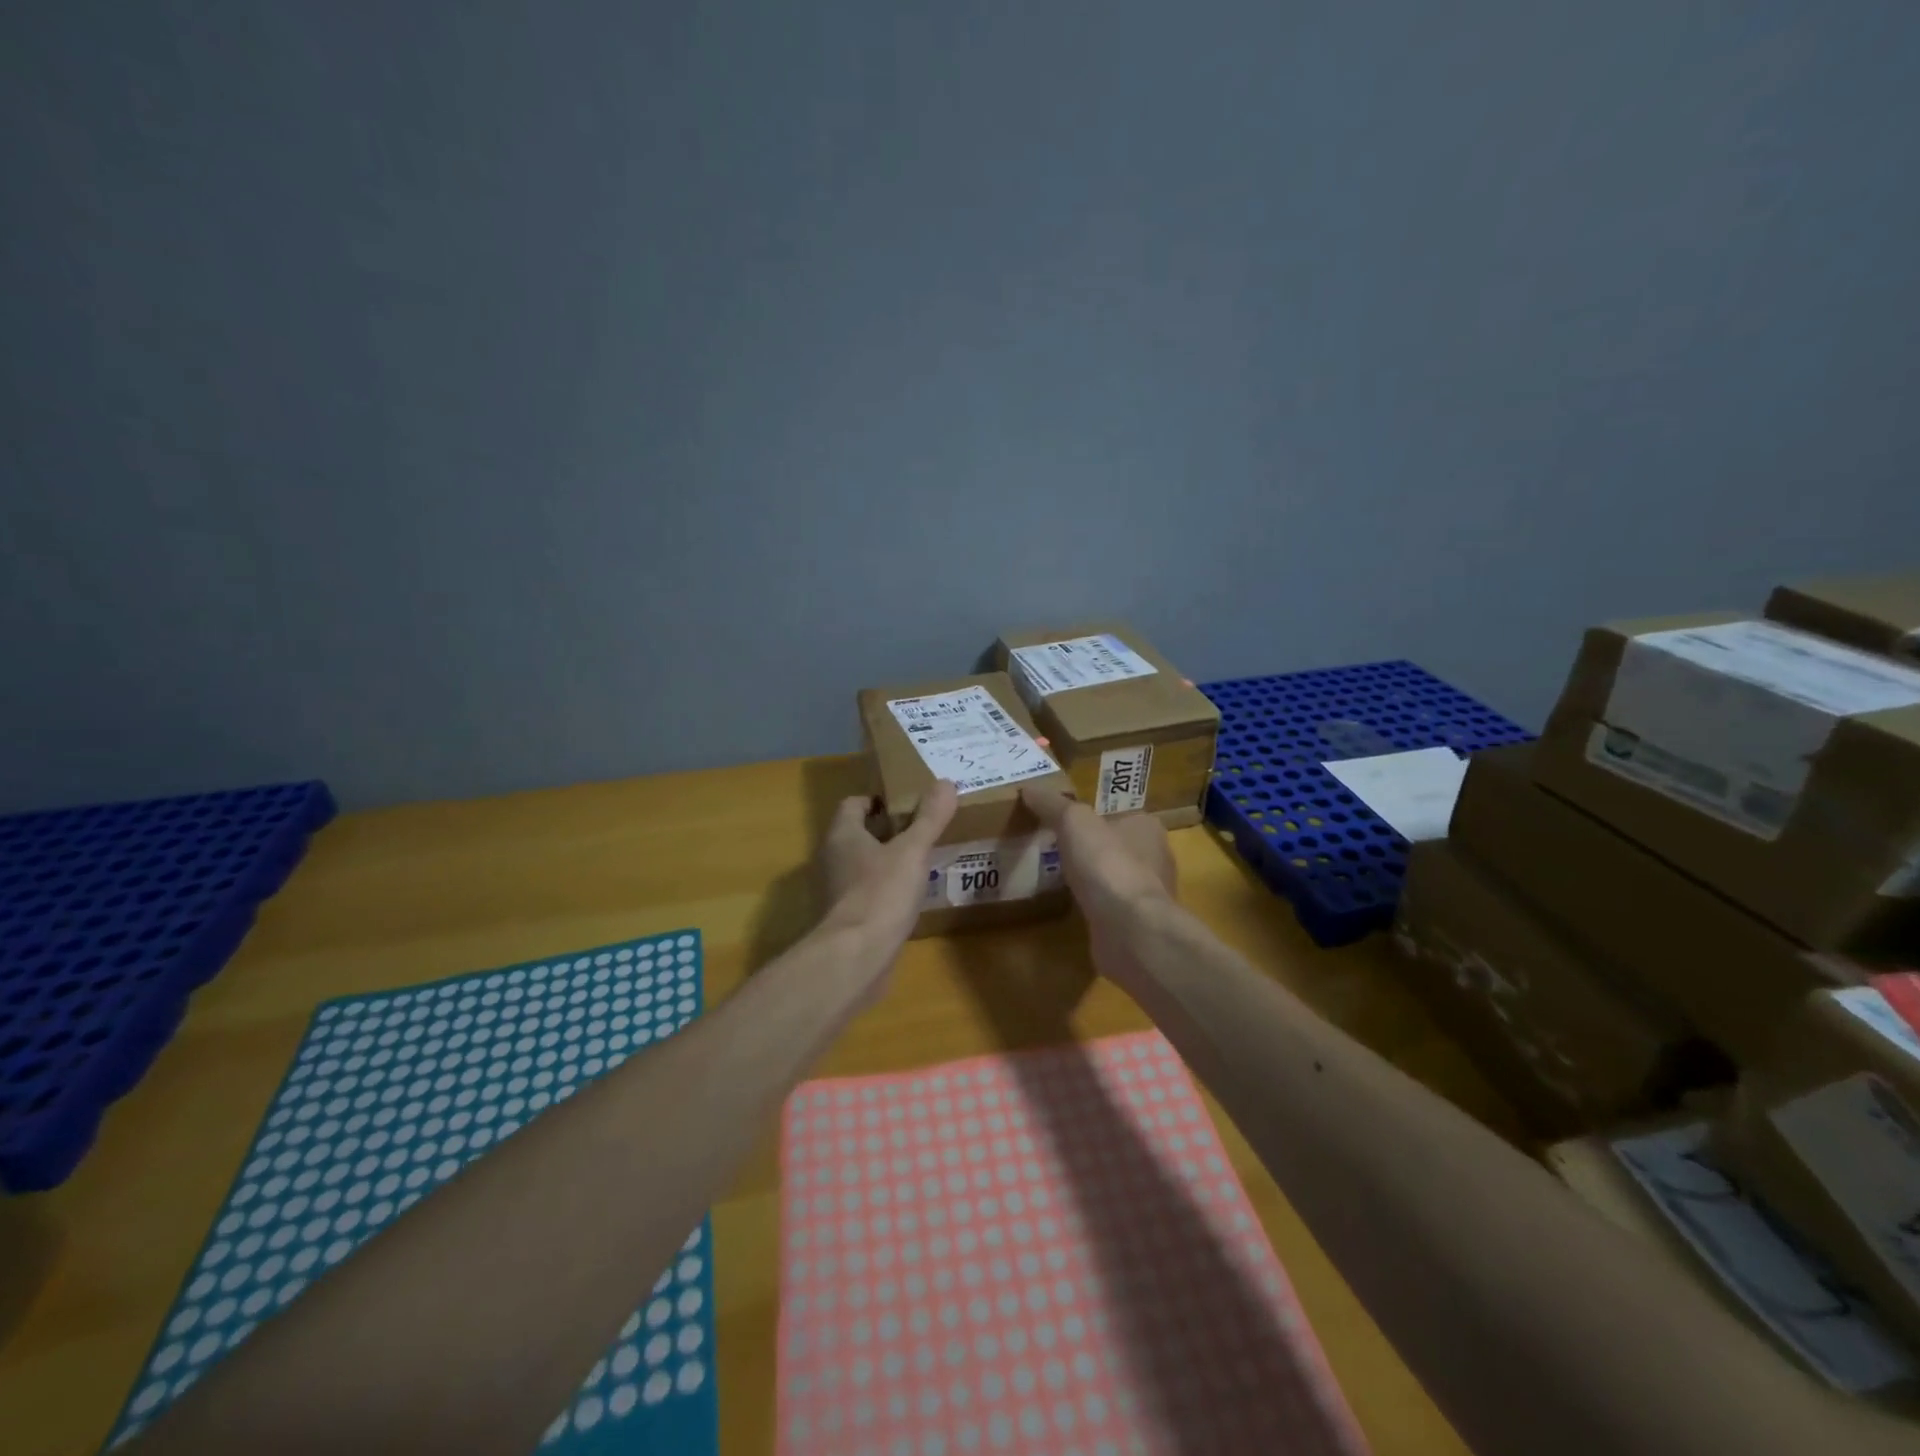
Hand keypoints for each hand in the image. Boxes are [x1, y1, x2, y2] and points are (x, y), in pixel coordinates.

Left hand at [816, 780, 959, 985]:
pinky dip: (887, 891)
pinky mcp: (846, 920)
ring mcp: (836, 892)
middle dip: (889, 831)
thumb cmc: (881, 893)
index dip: (879, 800)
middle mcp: (832, 859)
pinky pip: (868, 894)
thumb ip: (929, 818)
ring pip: (864, 865)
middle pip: (860, 834)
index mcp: (842, 835)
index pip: (854, 804)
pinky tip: (912, 898)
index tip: (909, 804)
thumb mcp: (912, 851)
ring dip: (889, 862)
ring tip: (923, 862)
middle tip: (924, 830)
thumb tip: (946, 782)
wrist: (856, 958)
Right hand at [1018, 784, 1175, 928]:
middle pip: (1116, 846)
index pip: (1118, 814)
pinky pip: (1110, 908)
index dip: (1092, 817)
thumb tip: (1028, 788)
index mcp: (1147, 826)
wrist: (1130, 929)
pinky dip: (1094, 906)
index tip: (1064, 823)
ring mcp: (1147, 894)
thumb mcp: (1073, 821)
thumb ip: (1051, 804)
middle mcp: (1155, 858)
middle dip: (1091, 849)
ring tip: (1058, 878)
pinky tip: (1072, 907)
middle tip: (1055, 849)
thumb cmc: (1107, 864)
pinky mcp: (1137, 924)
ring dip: (1092, 879)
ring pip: (1114, 878)